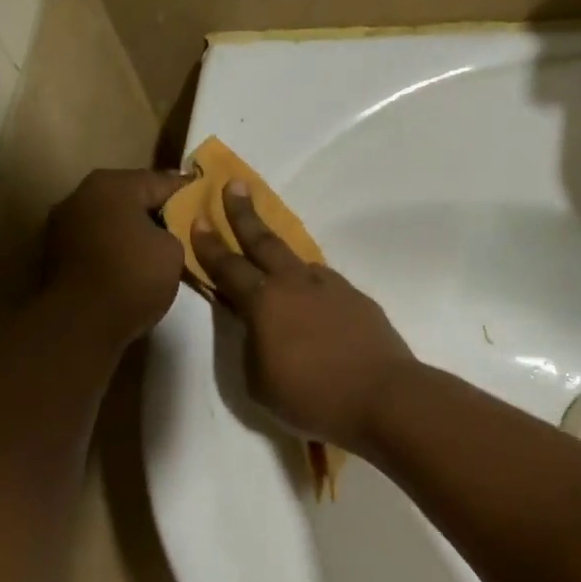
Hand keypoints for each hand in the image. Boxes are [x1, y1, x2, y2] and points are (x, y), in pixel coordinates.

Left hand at [44, 168, 190, 344]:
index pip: (161, 181)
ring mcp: (62, 225)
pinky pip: (95, 244)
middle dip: (155, 211)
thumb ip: (174, 230)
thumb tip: (164, 231)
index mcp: (112, 184)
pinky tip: (130, 265)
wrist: (81, 324)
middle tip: (184, 226)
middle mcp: (81, 194)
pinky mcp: (54, 255)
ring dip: (130, 232)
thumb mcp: (173, 251)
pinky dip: (113, 250)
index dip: (188, 192)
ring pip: (109, 222)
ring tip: (157, 249)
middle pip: (130, 198)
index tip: (206, 200)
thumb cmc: (133, 277)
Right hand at [191, 183, 417, 450]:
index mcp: (264, 303)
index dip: (209, 245)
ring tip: (272, 250)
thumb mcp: (259, 382)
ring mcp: (331, 288)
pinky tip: (311, 298)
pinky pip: (324, 283)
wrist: (383, 396)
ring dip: (281, 250)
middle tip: (235, 185)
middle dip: (245, 214)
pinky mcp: (357, 300)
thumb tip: (259, 330)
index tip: (197, 218)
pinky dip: (310, 283)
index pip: (228, 267)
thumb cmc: (311, 396)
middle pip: (264, 242)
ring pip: (298, 261)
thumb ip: (251, 348)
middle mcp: (296, 284)